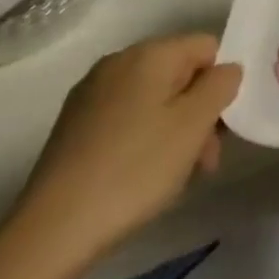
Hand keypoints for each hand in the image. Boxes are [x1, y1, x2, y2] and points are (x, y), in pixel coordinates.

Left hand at [8, 35, 242, 278]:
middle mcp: (118, 62)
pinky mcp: (73, 125)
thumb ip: (221, 85)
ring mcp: (91, 93)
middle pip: (179, 73)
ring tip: (174, 176)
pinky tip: (139, 176)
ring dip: (174, 129)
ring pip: (153, 98)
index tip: (220, 127)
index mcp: (149, 53)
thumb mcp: (194, 124)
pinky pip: (125, 117)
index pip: (207, 47)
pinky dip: (143, 138)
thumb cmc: (135, 169)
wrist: (52, 231)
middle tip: (204, 160)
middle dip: (198, 111)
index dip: (221, 83)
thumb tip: (226, 69)